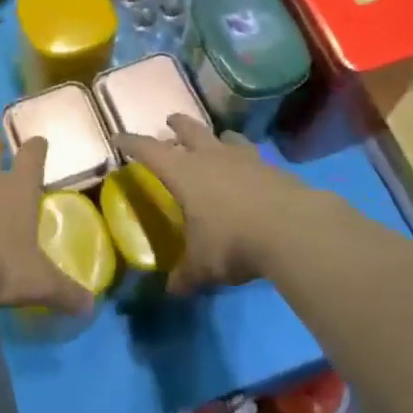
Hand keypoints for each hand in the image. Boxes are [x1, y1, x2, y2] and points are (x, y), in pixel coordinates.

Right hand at [117, 116, 331, 293]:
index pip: (149, 150)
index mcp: (184, 172)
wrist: (293, 228)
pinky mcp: (272, 167)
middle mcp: (211, 156)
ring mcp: (244, 158)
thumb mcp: (203, 265)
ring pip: (225, 137)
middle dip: (177, 125)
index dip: (132, 143)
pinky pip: (252, 155)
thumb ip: (186, 275)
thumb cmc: (233, 241)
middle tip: (170, 121)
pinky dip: (245, 159)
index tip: (119, 137)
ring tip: (216, 141)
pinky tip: (249, 171)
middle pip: (189, 129)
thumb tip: (171, 290)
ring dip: (216, 137)